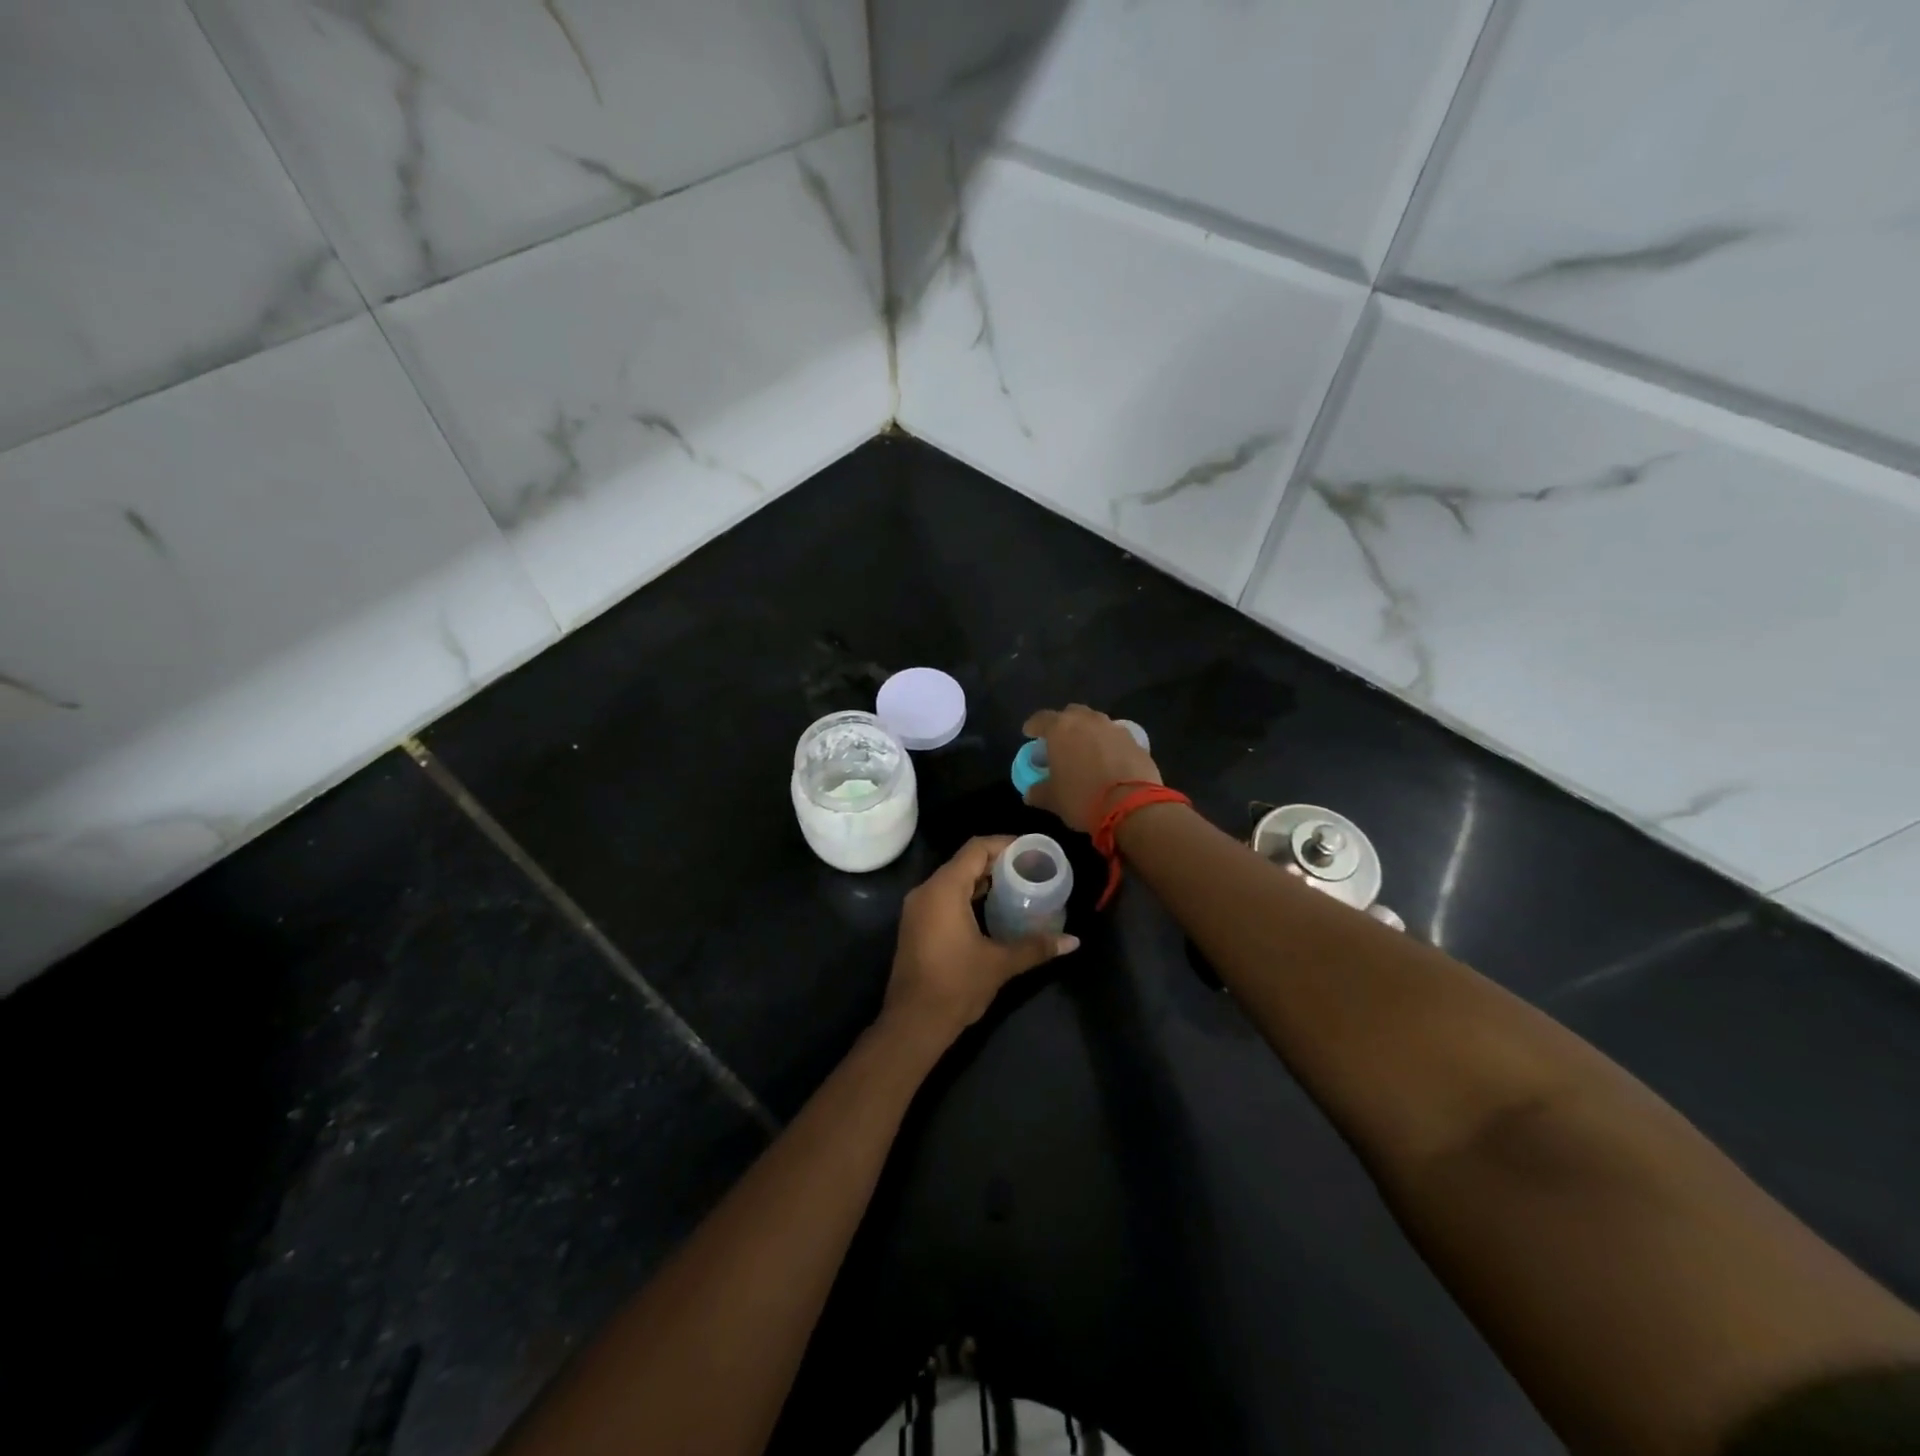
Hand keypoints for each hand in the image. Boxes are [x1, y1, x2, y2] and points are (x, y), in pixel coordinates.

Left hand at [883, 836, 1078, 1043]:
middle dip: (997, 862)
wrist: (913, 1023)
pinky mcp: (916, 925)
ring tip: (1016, 887)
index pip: (976, 849)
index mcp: (944, 889)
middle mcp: (926, 891)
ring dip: (982, 880)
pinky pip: (944, 897)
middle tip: (1029, 869)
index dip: (1005, 844)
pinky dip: (968, 895)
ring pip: (953, 880)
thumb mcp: (1000, 963)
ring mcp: (917, 909)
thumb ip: (1036, 946)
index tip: (1031, 851)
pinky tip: (992, 910)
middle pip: (964, 862)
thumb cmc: (956, 986)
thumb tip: (1073, 941)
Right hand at [1020, 704, 1162, 831]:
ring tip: (1085, 753)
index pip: (1041, 718)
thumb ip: (1038, 791)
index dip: (1033, 726)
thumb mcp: (1053, 799)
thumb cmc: (1082, 798)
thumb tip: (1031, 792)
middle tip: (1060, 742)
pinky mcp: (1136, 742)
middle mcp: (1088, 721)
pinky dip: (1109, 747)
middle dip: (1064, 725)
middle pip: (1072, 714)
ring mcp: (1115, 729)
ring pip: (1096, 724)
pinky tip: (1108, 763)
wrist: (1132, 806)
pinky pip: (1116, 739)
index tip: (1029, 734)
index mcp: (1061, 729)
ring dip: (1089, 734)